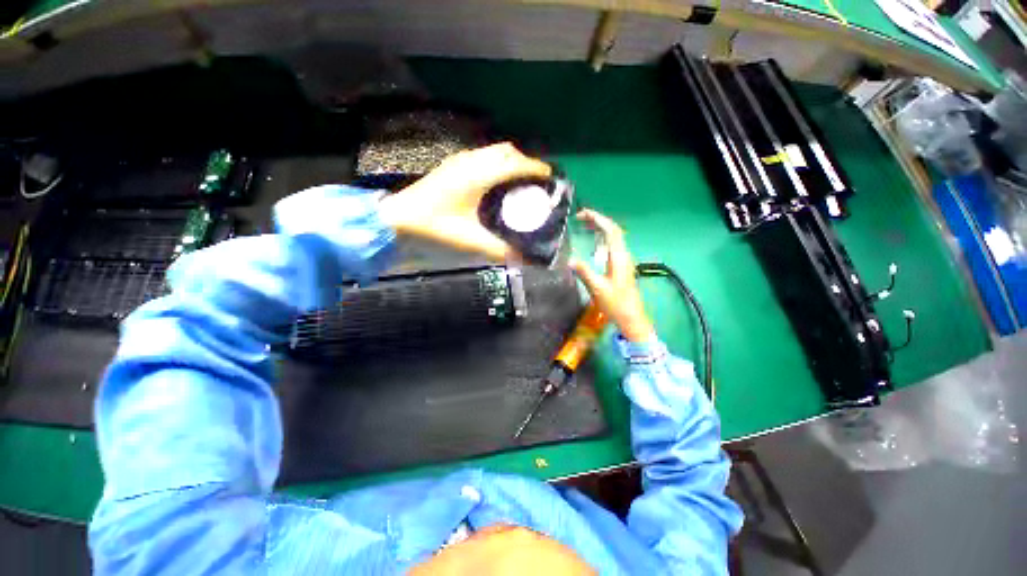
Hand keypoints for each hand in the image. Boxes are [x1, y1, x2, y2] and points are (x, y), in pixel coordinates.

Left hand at [379, 143, 551, 260]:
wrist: (397, 218)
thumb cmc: (433, 227)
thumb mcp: (469, 240)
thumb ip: (498, 250)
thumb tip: (523, 258)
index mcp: (477, 176)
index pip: (515, 163)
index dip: (536, 168)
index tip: (550, 178)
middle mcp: (470, 162)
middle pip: (507, 151)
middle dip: (526, 162)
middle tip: (535, 182)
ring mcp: (459, 161)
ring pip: (494, 152)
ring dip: (511, 161)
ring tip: (519, 181)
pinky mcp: (452, 165)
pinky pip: (483, 156)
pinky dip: (497, 164)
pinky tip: (496, 183)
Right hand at [569, 209, 655, 342]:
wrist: (631, 317)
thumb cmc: (615, 303)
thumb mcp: (597, 288)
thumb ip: (584, 272)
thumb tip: (570, 260)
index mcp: (618, 257)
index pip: (610, 231)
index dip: (598, 219)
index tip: (582, 214)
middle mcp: (623, 255)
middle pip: (613, 230)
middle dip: (598, 220)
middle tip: (580, 217)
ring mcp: (623, 260)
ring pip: (614, 237)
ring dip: (601, 227)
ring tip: (585, 224)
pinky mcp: (621, 266)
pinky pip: (612, 245)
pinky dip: (602, 237)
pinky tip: (593, 242)